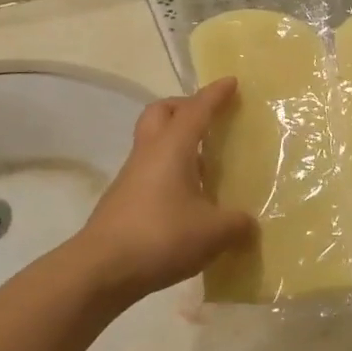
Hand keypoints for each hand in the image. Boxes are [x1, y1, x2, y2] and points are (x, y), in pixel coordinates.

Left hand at [74, 79, 253, 304]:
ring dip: (177, 142)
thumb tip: (250, 224)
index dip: (215, 95)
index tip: (231, 82)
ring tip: (205, 162)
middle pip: (161, 113)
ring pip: (153, 142)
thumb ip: (237, 224)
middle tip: (208, 118)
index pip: (196, 110)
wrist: (102, 268)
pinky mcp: (124, 199)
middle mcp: (149, 153)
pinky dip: (170, 171)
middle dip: (184, 107)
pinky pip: (150, 170)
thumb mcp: (213, 232)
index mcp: (172, 147)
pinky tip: (188, 196)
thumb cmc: (161, 236)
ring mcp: (132, 176)